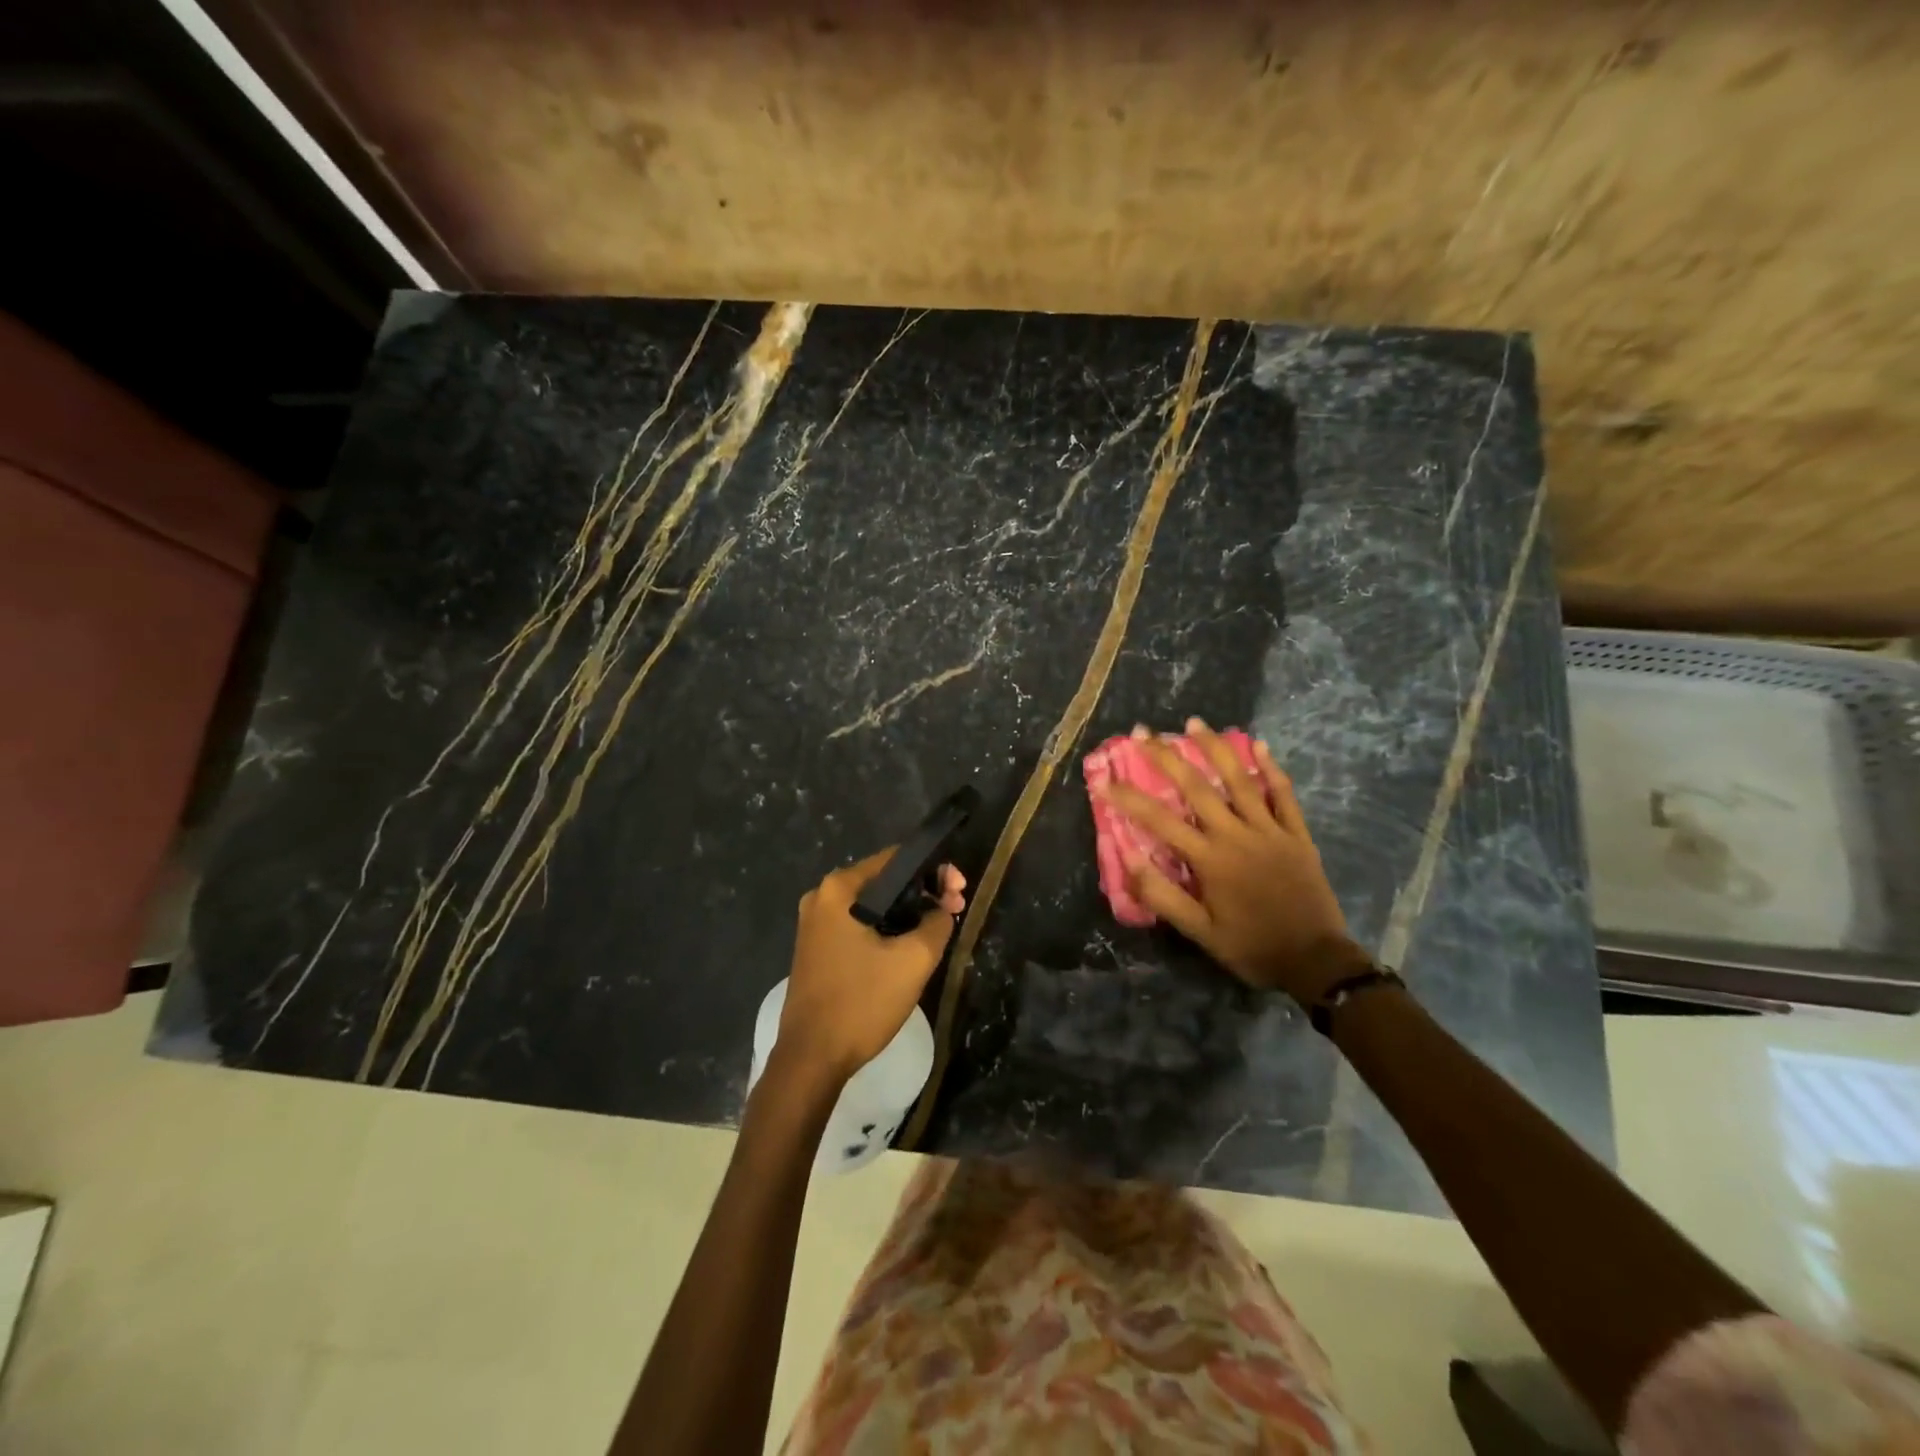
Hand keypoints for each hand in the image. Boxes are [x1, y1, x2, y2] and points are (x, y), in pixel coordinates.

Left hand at [778, 849, 966, 1083]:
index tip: (959, 892)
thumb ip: (937, 923)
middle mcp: (822, 897)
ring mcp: (815, 924)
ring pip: (873, 905)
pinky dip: (886, 929)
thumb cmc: (862, 1002)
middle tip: (956, 910)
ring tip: (939, 929)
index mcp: (839, 888)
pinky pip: (859, 925)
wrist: (811, 1059)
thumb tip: (942, 909)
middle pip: (885, 881)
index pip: (896, 858)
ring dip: (907, 913)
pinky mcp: (817, 948)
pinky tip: (908, 946)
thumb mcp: (913, 960)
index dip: (934, 871)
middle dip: (923, 892)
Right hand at [1098, 718, 1366, 1002]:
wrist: (1316, 961)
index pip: (1160, 821)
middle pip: (1197, 787)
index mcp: (1210, 860)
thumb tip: (1129, 859)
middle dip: (1166, 757)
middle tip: (1143, 732)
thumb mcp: (1200, 933)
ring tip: (1194, 722)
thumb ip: (1163, 896)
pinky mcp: (1296, 834)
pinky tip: (1258, 745)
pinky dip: (1270, 768)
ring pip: (1239, 780)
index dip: (1129, 798)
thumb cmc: (1251, 947)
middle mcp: (1237, 835)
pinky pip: (1283, 794)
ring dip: (1214, 748)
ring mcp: (1270, 830)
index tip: (1105, 779)